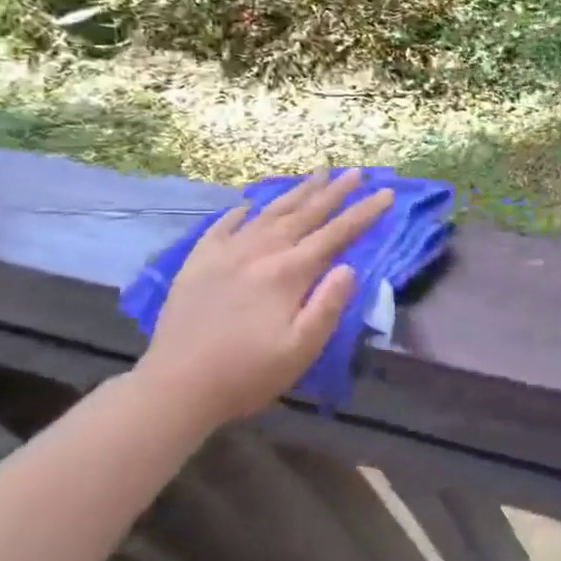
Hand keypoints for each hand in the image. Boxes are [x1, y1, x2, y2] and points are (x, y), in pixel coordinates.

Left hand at [136, 170, 393, 426]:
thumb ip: (328, 305)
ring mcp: (225, 254)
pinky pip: (223, 226)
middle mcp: (260, 252)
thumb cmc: (247, 374)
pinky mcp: (198, 263)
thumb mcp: (301, 349)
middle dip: (335, 192)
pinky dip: (240, 212)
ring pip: (269, 213)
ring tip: (317, 173)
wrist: (174, 388)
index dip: (364, 213)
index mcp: (288, 273)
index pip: (336, 235)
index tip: (387, 193)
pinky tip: (249, 204)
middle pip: (305, 214)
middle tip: (357, 172)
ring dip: (297, 192)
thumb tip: (350, 268)